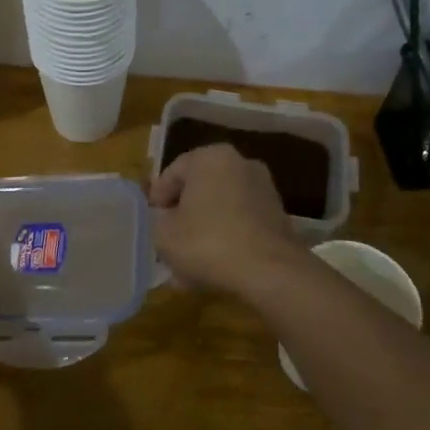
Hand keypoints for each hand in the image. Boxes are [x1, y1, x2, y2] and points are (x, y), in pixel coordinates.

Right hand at [149, 143, 305, 293]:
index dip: (156, 200)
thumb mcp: (164, 234)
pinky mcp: (278, 214)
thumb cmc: (209, 243)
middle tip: (169, 244)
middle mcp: (240, 163)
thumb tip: (163, 218)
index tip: (151, 225)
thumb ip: (156, 220)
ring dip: (203, 232)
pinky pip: (241, 223)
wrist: (271, 272)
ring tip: (188, 266)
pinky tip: (214, 269)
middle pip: (198, 190)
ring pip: (220, 209)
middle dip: (182, 218)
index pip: (172, 173)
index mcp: (210, 157)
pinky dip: (227, 239)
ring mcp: (263, 188)